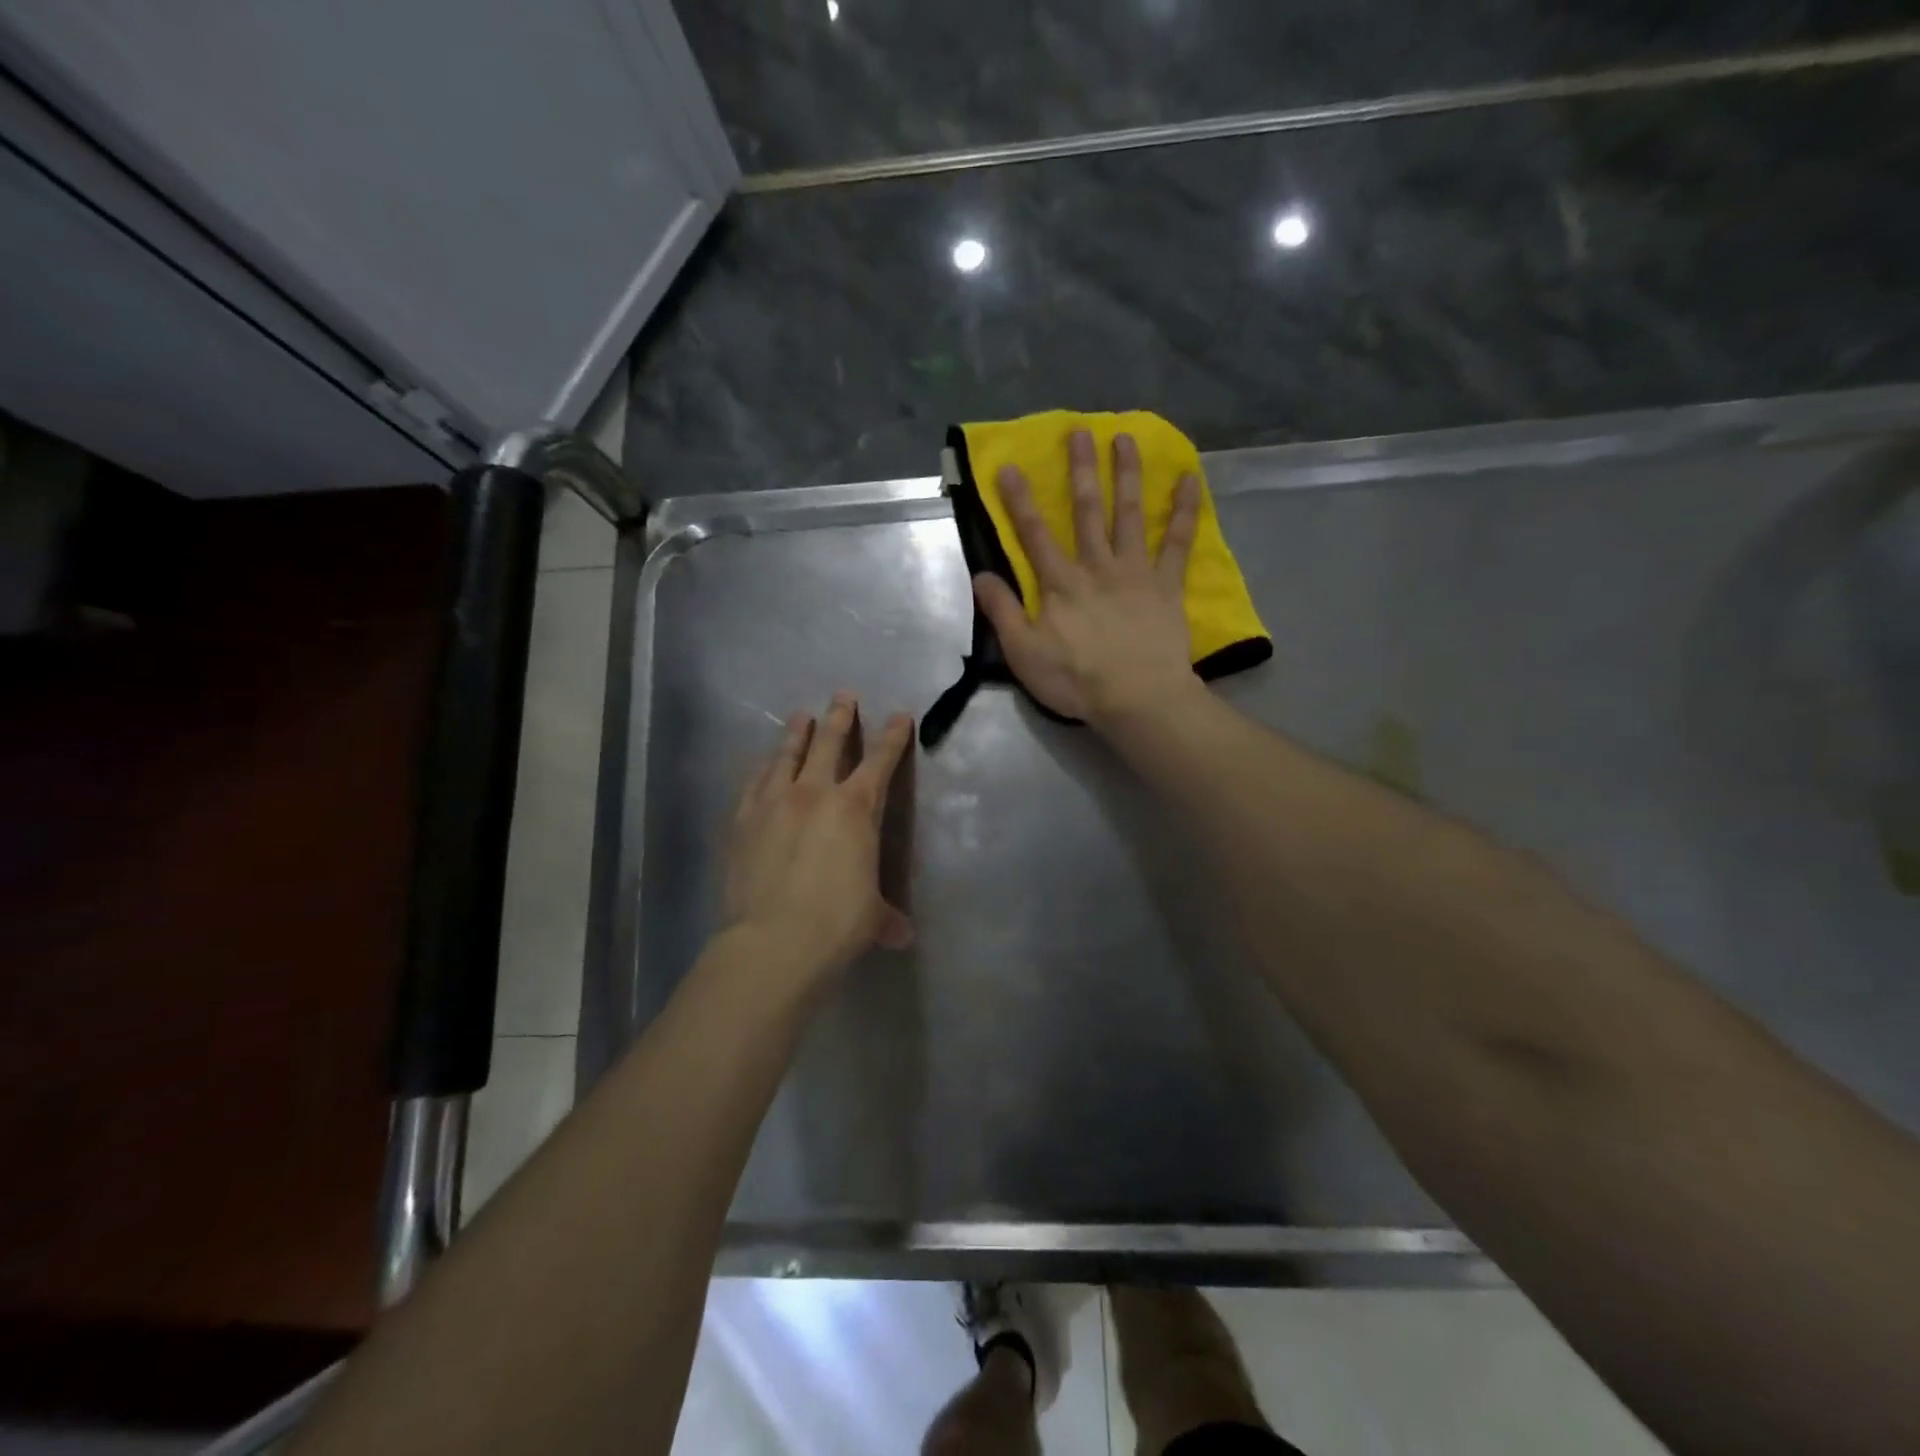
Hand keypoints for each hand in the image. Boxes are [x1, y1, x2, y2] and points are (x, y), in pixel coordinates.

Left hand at [724, 693, 914, 982]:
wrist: (773, 940)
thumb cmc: (836, 922)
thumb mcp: (871, 917)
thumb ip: (886, 917)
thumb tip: (902, 936)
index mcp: (855, 808)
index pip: (880, 762)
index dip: (893, 738)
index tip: (900, 715)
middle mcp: (815, 793)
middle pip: (829, 743)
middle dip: (840, 717)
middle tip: (843, 695)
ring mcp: (774, 802)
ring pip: (787, 755)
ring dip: (797, 733)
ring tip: (801, 716)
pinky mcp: (743, 819)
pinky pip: (754, 782)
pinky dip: (762, 768)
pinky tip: (762, 763)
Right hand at [974, 429, 1202, 727]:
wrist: (1137, 699)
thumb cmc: (1076, 680)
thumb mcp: (1024, 653)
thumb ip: (1002, 612)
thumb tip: (981, 576)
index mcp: (1060, 584)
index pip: (1034, 535)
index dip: (1020, 501)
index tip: (1011, 466)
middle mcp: (1097, 566)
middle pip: (1087, 511)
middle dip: (1080, 470)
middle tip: (1078, 432)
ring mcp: (1135, 571)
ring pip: (1129, 514)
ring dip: (1126, 474)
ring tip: (1125, 438)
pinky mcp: (1167, 585)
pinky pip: (1177, 542)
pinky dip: (1184, 510)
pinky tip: (1190, 480)